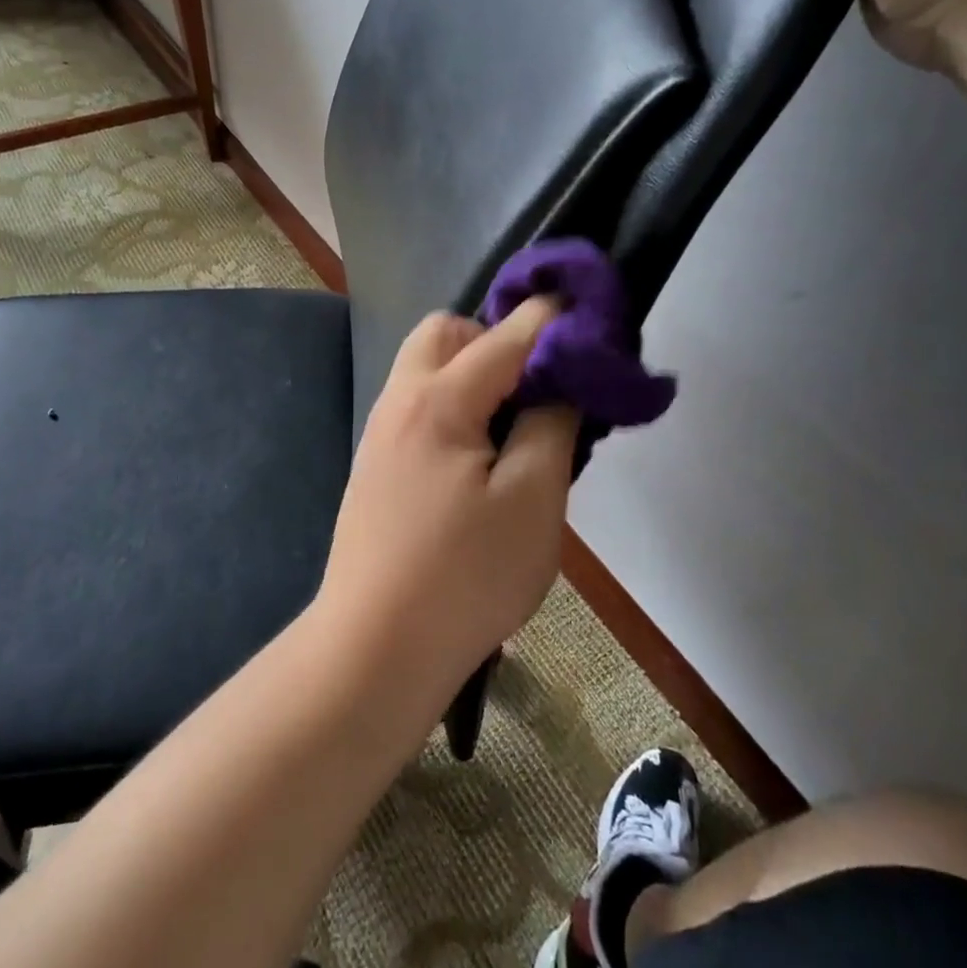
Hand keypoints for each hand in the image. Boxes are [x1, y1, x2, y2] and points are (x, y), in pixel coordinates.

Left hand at [312, 301, 580, 704]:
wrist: (373, 649)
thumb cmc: (464, 576)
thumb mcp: (533, 500)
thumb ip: (551, 424)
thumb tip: (560, 379)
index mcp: (439, 399)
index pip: (506, 334)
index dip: (554, 318)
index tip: (592, 318)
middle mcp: (400, 401)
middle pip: (446, 332)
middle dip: (496, 340)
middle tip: (536, 388)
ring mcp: (381, 433)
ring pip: (427, 369)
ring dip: (473, 375)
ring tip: (514, 426)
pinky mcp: (376, 466)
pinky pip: (419, 406)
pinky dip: (454, 406)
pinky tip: (479, 459)